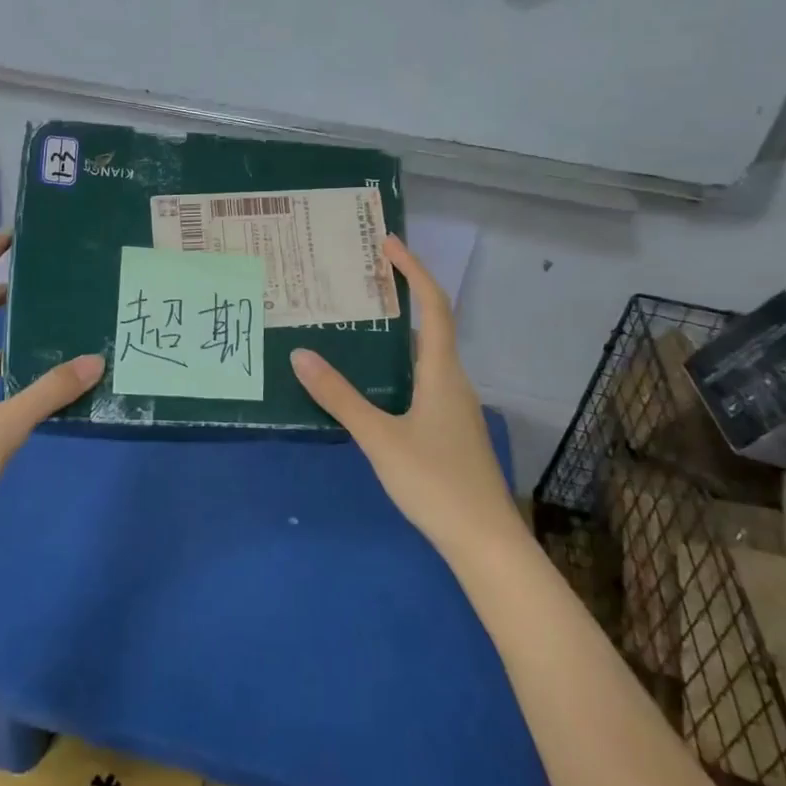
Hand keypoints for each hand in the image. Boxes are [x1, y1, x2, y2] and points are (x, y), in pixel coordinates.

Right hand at [290, 235, 518, 559]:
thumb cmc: (436, 483)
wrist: (485, 542)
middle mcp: (452, 381)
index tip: (389, 243)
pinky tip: (369, 383)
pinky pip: (420, 381)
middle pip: (429, 325)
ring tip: (356, 324)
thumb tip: (301, 355)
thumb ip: (340, 397)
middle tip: (360, 281)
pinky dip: (396, 367)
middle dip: (401, 296)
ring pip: (423, 356)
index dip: (413, 271)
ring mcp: (453, 407)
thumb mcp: (380, 438)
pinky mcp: (448, 430)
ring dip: (396, 334)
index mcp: (442, 372)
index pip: (432, 306)